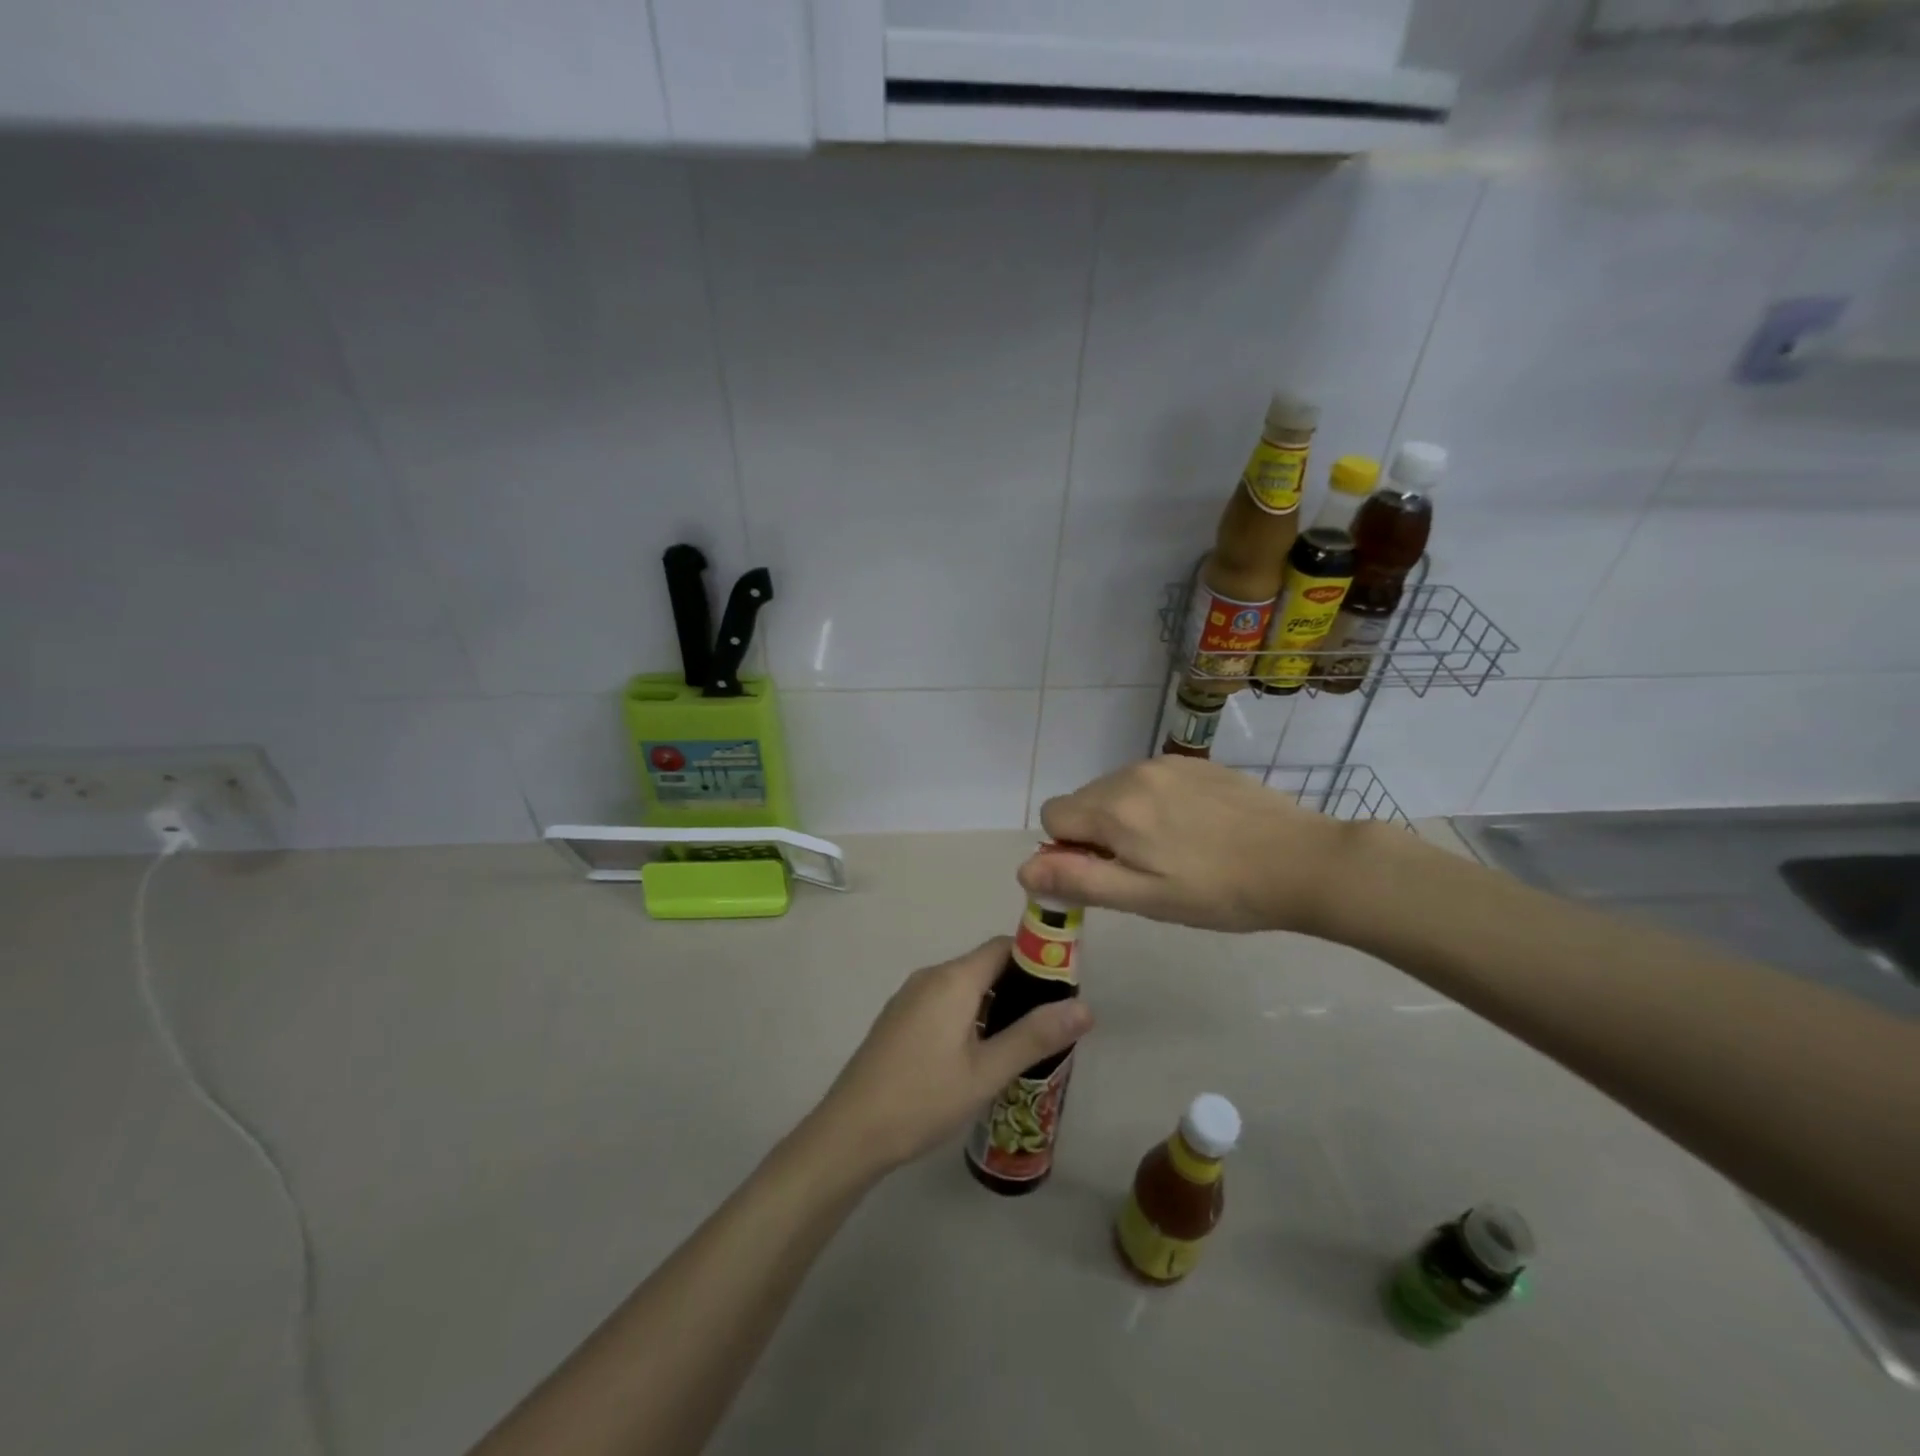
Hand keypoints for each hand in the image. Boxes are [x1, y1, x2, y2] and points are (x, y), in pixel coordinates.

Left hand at [809, 938, 1092, 1178]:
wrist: (849, 1132)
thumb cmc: (922, 1098)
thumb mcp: (986, 1072)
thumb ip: (1035, 1036)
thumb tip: (1085, 1006)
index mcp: (953, 979)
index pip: (1004, 947)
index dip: (1037, 959)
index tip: (1064, 988)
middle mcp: (930, 977)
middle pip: (985, 965)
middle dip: (1020, 987)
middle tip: (1050, 1025)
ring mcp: (909, 997)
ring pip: (964, 987)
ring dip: (995, 1005)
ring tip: (1022, 1043)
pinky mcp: (898, 1019)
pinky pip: (944, 1003)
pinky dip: (969, 1016)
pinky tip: (979, 1055)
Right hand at [1018, 757, 1359, 933]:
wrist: (1304, 862)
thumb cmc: (1219, 892)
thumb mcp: (1145, 898)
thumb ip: (1080, 880)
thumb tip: (1023, 869)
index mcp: (1115, 808)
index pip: (1053, 816)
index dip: (1067, 849)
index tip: (1107, 874)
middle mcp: (1133, 773)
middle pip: (1083, 801)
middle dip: (1095, 834)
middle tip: (1142, 870)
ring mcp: (1168, 764)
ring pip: (1116, 790)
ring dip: (1125, 819)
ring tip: (1173, 851)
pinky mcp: (1197, 764)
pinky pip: (1151, 781)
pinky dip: (1155, 805)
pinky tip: (1196, 831)